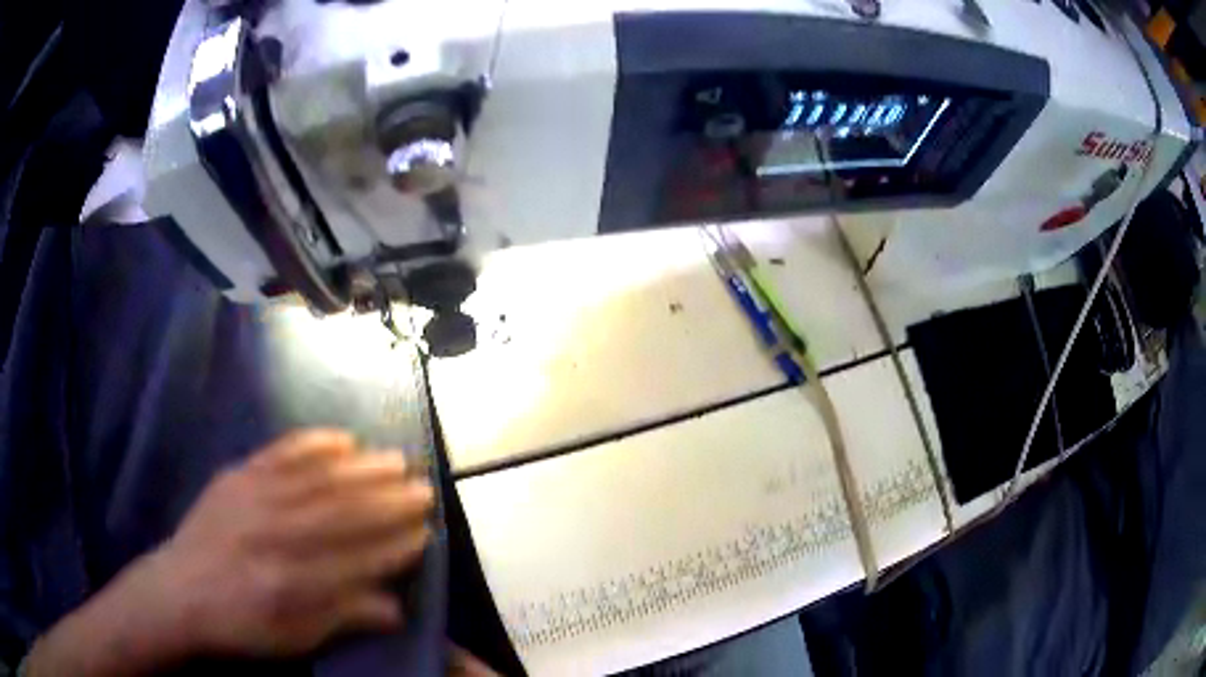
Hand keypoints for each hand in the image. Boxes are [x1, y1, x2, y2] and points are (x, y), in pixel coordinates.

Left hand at [146, 429, 433, 656]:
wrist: (179, 591)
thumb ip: (342, 618)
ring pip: (317, 477)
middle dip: (389, 499)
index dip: (395, 544)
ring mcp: (253, 497)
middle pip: (342, 511)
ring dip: (362, 467)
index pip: (356, 558)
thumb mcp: (294, 639)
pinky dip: (314, 442)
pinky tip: (342, 437)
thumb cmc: (241, 625)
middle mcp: (276, 533)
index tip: (426, 532)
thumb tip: (397, 607)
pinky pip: (281, 452)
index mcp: (291, 582)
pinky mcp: (237, 475)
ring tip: (396, 459)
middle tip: (423, 487)